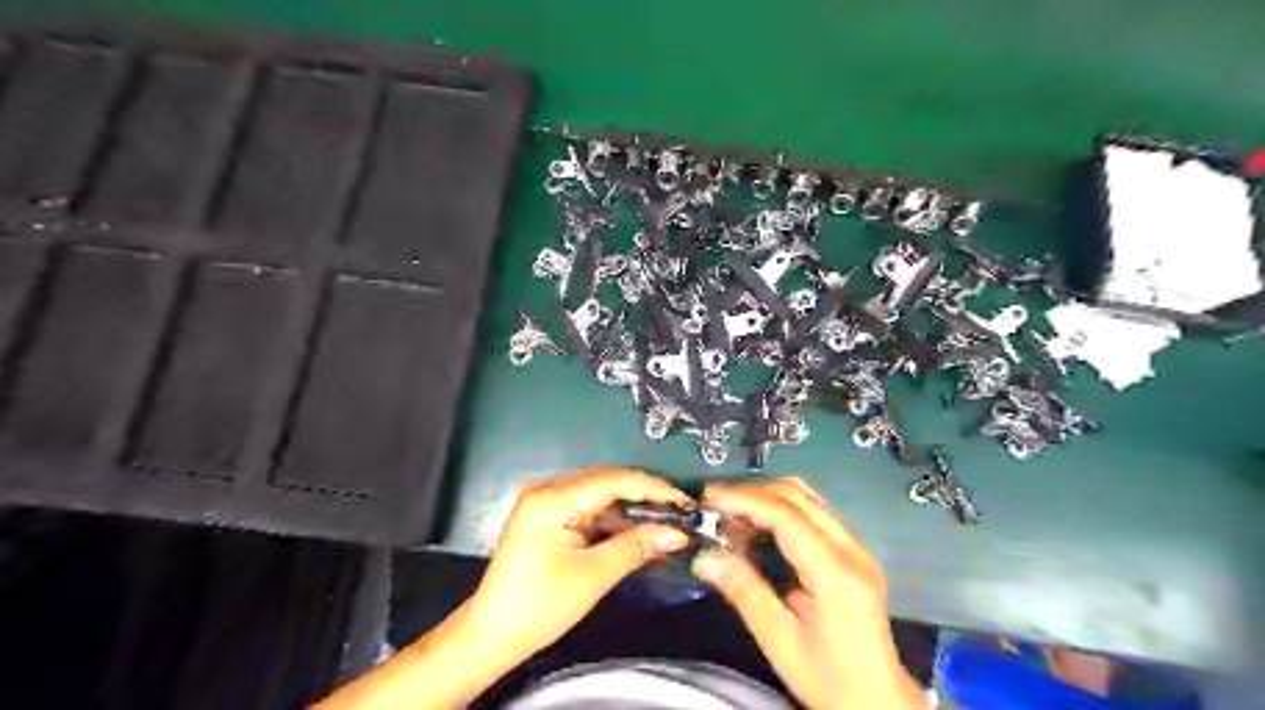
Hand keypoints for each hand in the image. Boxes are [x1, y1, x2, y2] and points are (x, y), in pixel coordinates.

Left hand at [464, 468, 689, 668]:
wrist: (492, 634)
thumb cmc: (539, 606)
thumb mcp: (593, 576)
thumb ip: (636, 547)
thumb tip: (677, 533)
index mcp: (552, 499)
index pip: (613, 480)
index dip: (653, 488)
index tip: (685, 501)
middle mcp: (547, 490)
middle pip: (606, 482)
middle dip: (645, 497)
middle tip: (680, 512)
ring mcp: (545, 502)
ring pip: (599, 495)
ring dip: (630, 509)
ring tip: (665, 522)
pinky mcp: (547, 516)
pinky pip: (588, 509)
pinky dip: (613, 520)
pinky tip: (636, 531)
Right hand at [696, 478, 925, 709]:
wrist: (879, 702)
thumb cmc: (828, 678)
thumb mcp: (779, 639)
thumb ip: (743, 590)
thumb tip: (705, 557)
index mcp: (835, 571)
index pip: (786, 515)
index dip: (744, 499)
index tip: (709, 498)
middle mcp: (852, 549)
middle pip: (798, 496)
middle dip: (752, 493)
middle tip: (715, 507)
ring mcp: (857, 548)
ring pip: (808, 499)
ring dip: (767, 498)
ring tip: (732, 516)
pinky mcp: (854, 553)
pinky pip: (814, 514)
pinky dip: (781, 511)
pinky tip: (759, 528)